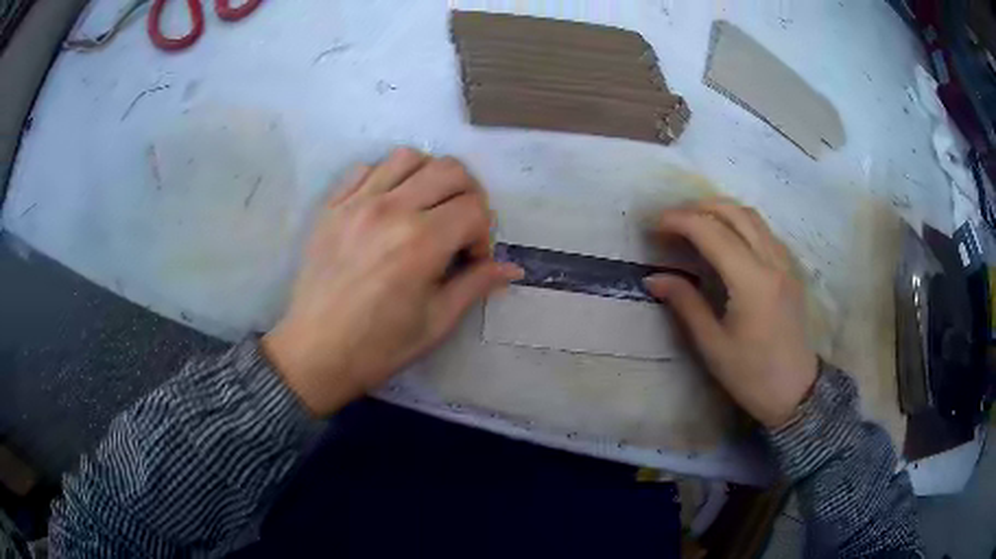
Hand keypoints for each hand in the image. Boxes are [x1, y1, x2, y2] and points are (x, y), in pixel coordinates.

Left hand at [263, 149, 523, 416]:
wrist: (315, 352)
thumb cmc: (378, 346)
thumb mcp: (435, 323)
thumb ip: (475, 286)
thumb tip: (512, 268)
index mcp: (421, 242)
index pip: (475, 208)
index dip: (484, 233)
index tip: (471, 260)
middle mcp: (391, 210)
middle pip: (450, 170)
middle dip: (469, 195)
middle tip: (460, 226)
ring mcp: (356, 203)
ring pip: (408, 157)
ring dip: (429, 177)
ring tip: (426, 208)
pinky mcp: (332, 206)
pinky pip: (366, 168)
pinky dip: (387, 177)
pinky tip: (387, 206)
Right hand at [643, 199, 816, 428]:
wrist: (795, 391)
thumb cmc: (751, 375)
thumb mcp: (712, 345)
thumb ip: (685, 304)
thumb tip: (653, 278)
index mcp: (751, 282)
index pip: (712, 232)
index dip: (680, 221)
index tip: (655, 225)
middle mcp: (771, 262)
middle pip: (734, 212)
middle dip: (699, 208)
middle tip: (672, 221)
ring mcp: (785, 263)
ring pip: (752, 216)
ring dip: (721, 211)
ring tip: (695, 224)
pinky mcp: (790, 269)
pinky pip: (764, 230)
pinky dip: (740, 223)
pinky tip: (726, 239)